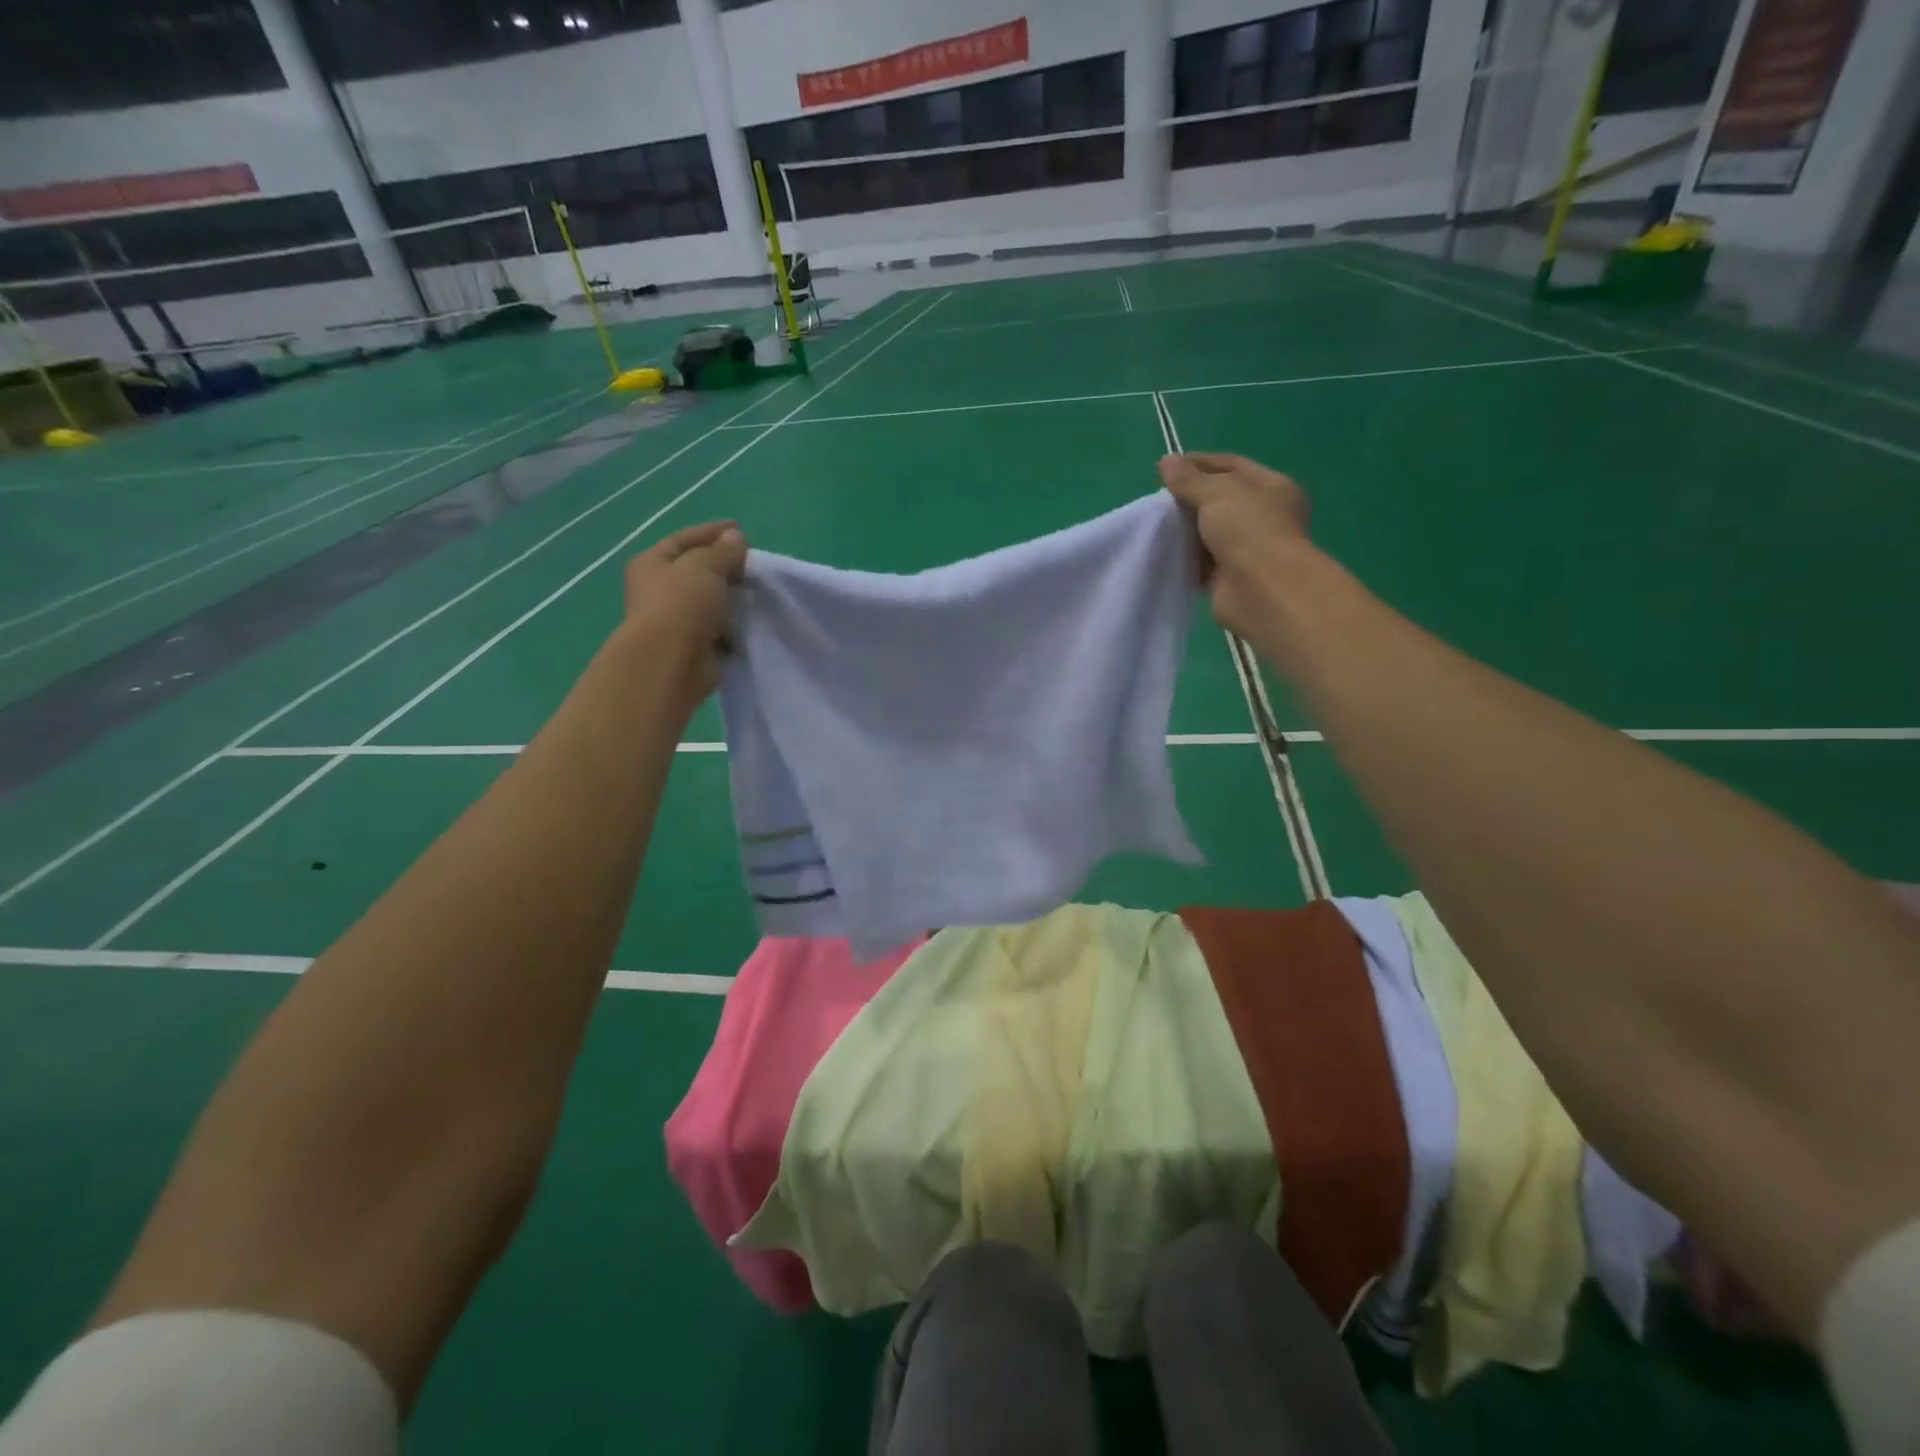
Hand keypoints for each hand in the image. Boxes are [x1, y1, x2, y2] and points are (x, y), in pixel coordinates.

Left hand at [621, 520, 746, 708]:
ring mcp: (676, 620)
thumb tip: (736, 538)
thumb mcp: (705, 566)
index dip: (712, 532)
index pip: (684, 539)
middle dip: (726, 566)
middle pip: (697, 571)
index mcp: (651, 564)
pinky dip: (735, 627)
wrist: (671, 663)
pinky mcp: (694, 646)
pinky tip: (753, 621)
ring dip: (732, 598)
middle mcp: (659, 590)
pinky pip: (719, 630)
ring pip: (710, 601)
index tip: (741, 529)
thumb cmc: (681, 605)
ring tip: (758, 592)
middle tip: (754, 564)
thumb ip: (724, 551)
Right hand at [1159, 453, 1310, 641]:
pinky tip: (1163, 552)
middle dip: (1190, 498)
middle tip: (1158, 498)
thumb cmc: (1248, 530)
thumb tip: (1166, 461)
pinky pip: (1201, 563)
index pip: (1232, 465)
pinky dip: (1184, 558)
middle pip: (1220, 499)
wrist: (1260, 590)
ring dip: (1185, 529)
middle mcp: (1264, 516)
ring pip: (1209, 532)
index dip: (1200, 463)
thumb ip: (1189, 479)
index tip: (1166, 467)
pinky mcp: (1229, 578)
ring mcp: (1247, 549)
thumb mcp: (1216, 493)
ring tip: (1156, 524)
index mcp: (1272, 487)